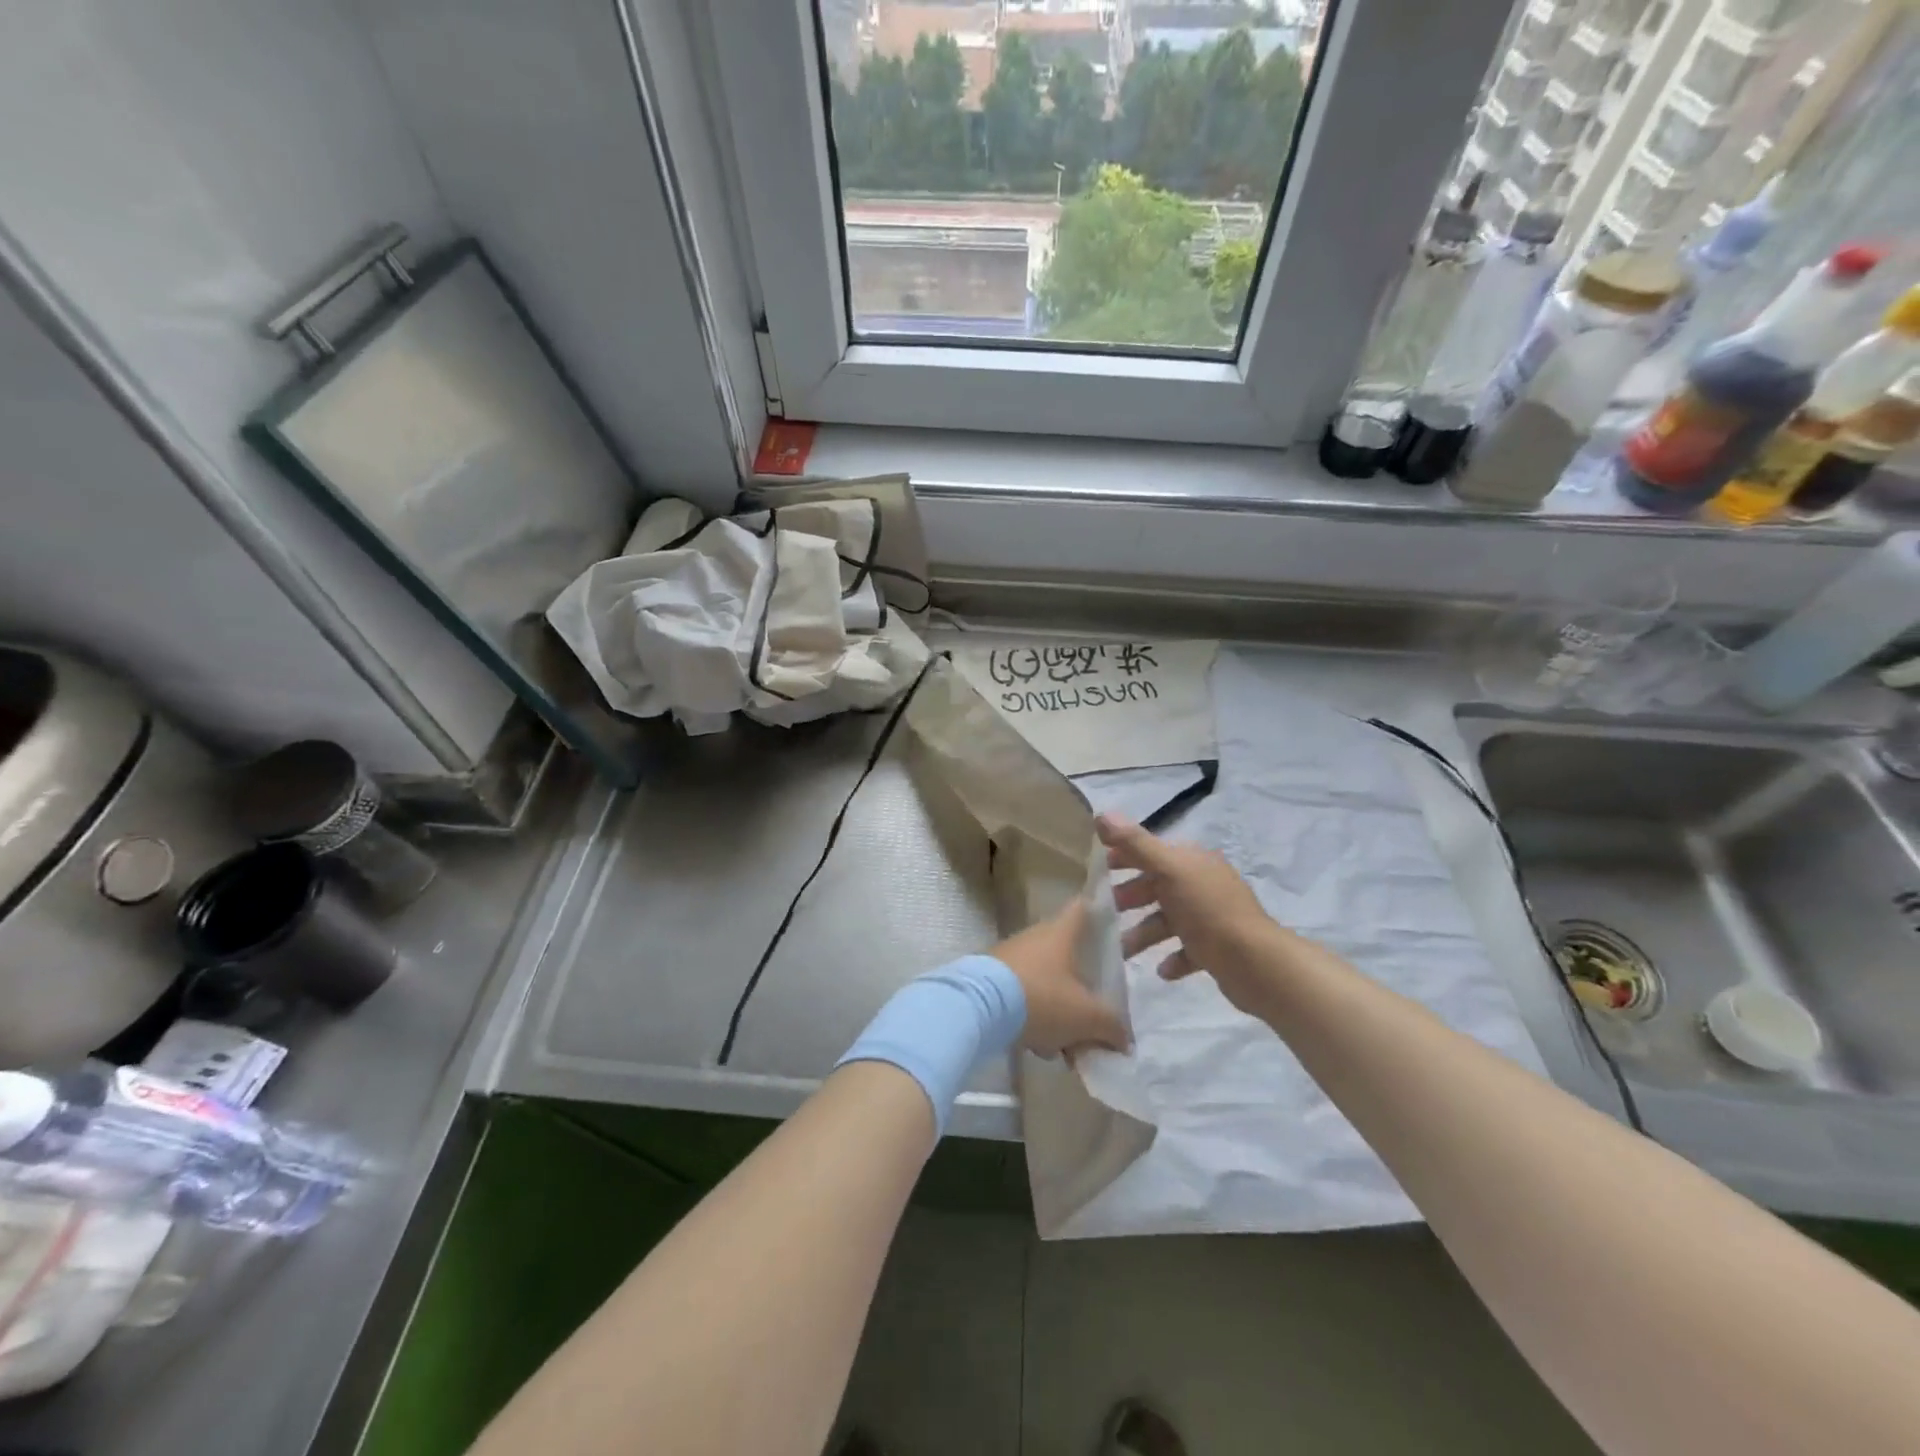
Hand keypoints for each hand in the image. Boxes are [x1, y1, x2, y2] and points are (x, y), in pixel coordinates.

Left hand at [990, 898, 1128, 1057]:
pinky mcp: (990, 978)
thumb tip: (1124, 1039)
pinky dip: (1033, 1017)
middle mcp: (1035, 937)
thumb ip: (1111, 1026)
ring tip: (1065, 1046)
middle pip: (1068, 954)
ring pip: (1046, 980)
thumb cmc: (1041, 999)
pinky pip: (1022, 995)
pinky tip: (1037, 1046)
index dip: (1100, 912)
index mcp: (1061, 933)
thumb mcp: (1087, 1017)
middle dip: (1082, 986)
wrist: (977, 1008)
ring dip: (1058, 1010)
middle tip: (1094, 1015)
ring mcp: (1010, 956)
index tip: (1112, 924)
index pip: (1084, 908)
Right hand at [1097, 813, 1287, 1015]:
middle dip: (1130, 897)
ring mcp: (1212, 917)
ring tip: (1123, 951)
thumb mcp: (1168, 870)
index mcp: (1193, 861)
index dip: (1124, 856)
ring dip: (1144, 933)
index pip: (1152, 851)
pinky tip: (1161, 970)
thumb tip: (1101, 814)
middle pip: (1158, 886)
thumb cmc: (1207, 910)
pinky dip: (1172, 957)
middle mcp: (1203, 884)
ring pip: (1168, 920)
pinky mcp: (1218, 948)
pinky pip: (1188, 949)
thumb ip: (1135, 844)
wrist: (1255, 962)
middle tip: (1104, 912)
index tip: (1097, 869)